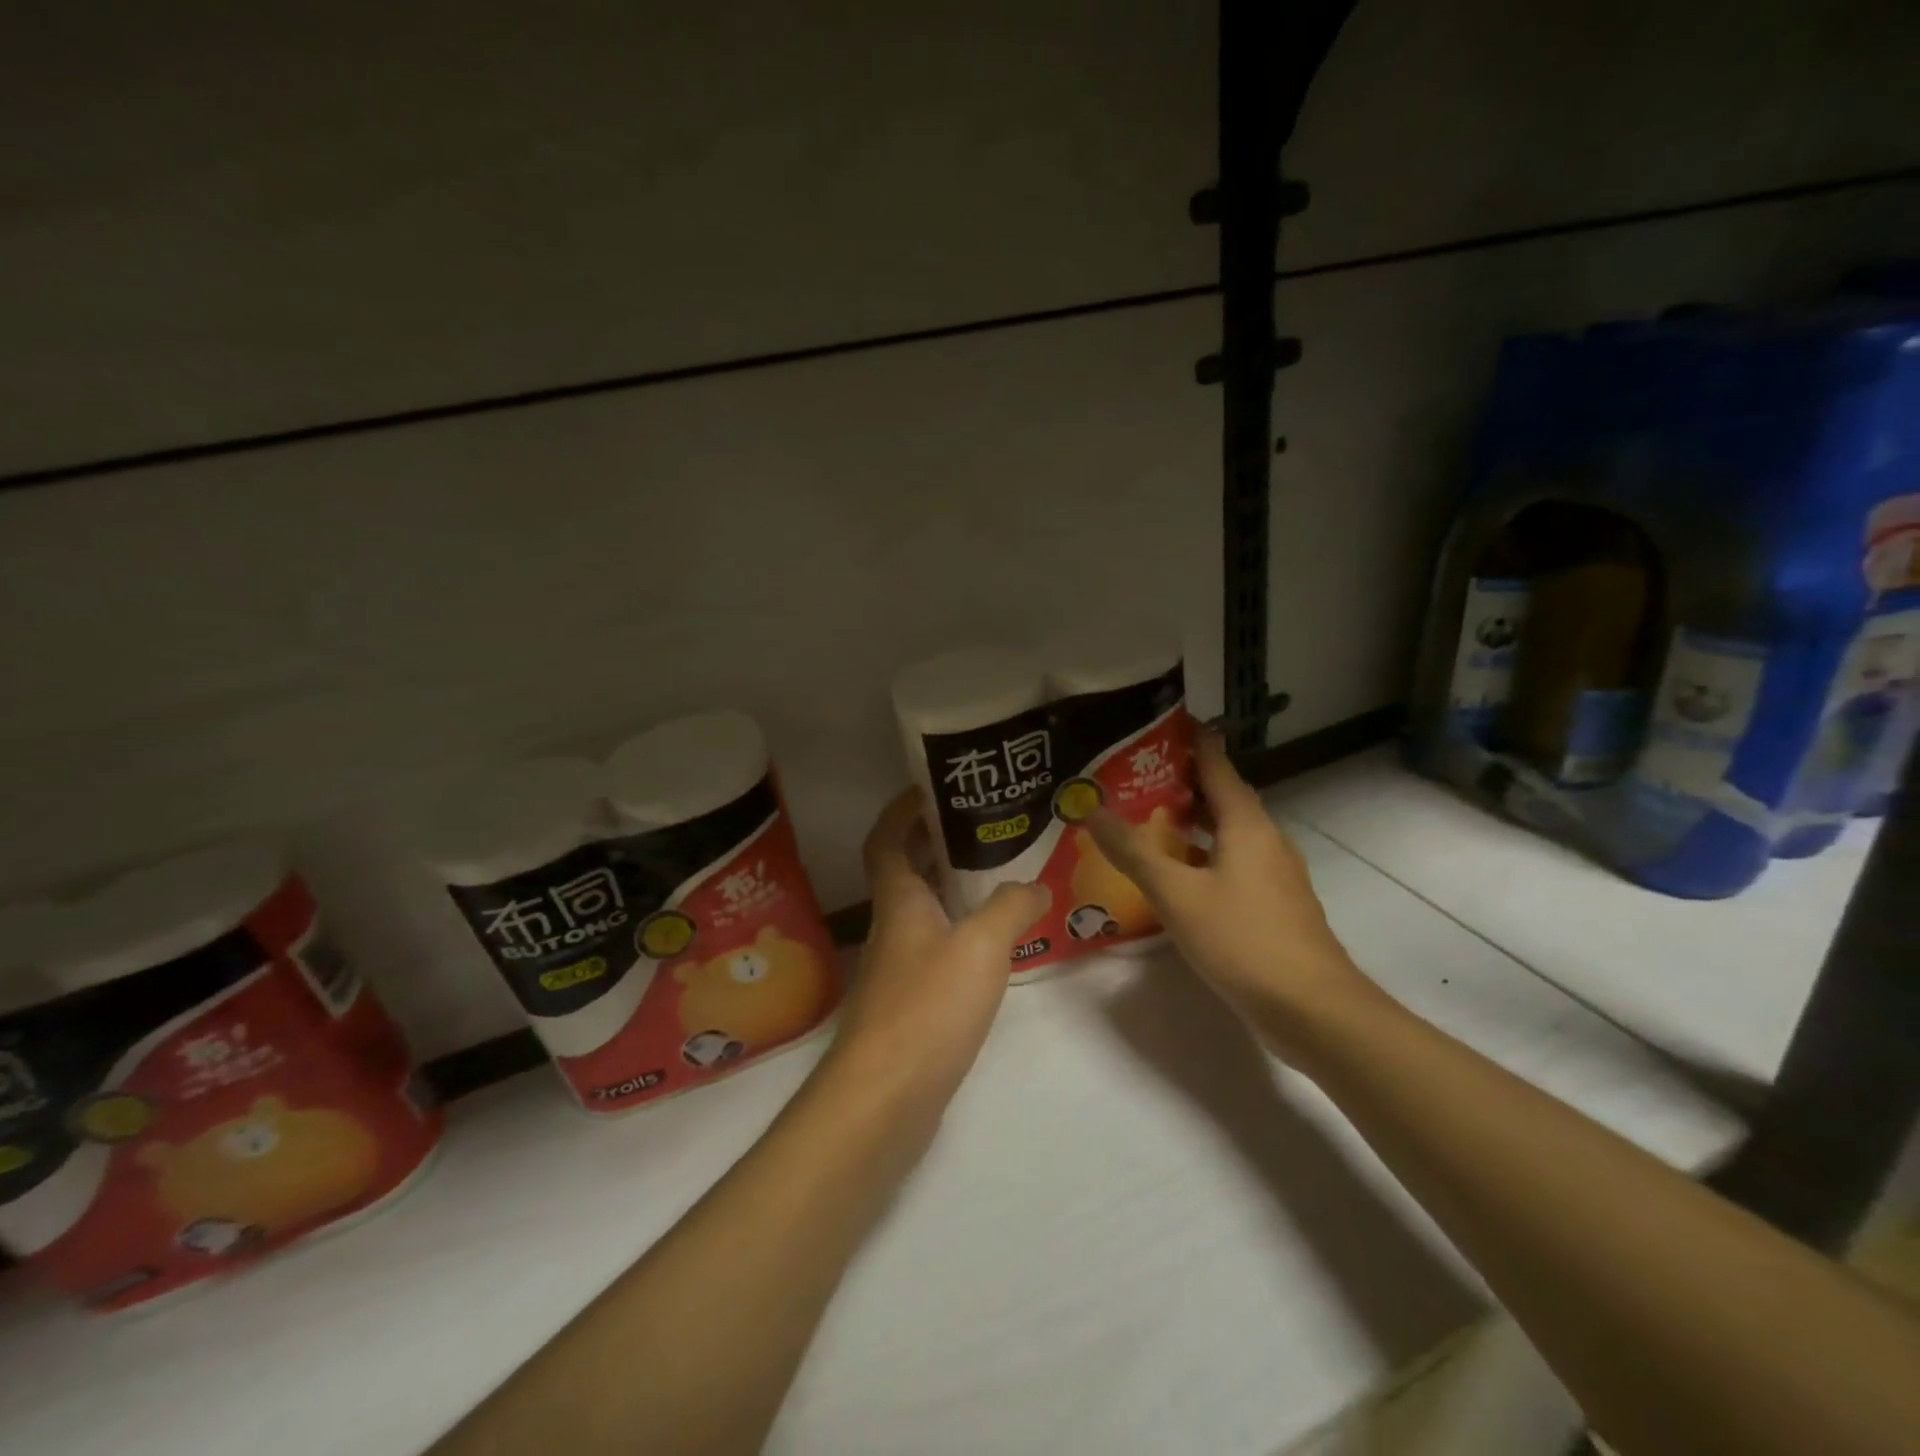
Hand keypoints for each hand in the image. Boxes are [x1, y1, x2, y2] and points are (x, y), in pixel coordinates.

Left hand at [823, 788, 1048, 1116]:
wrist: (883, 1100)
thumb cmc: (927, 1008)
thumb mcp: (980, 947)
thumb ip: (1010, 907)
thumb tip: (1036, 885)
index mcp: (899, 900)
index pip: (886, 839)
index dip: (901, 810)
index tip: (931, 789)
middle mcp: (893, 927)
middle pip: (907, 871)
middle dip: (936, 843)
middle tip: (984, 827)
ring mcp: (898, 968)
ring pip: (925, 911)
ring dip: (953, 889)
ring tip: (1000, 876)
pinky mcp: (910, 1005)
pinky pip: (937, 950)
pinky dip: (961, 934)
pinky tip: (995, 944)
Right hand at [1086, 731, 1365, 1049]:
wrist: (1312, 1009)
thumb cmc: (1243, 939)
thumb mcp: (1176, 894)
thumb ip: (1133, 851)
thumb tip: (1091, 810)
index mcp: (1246, 823)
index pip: (1216, 764)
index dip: (1190, 741)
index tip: (1159, 723)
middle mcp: (1265, 838)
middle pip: (1222, 796)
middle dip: (1181, 782)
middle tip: (1134, 775)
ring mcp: (1274, 873)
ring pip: (1228, 832)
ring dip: (1192, 821)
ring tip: (1147, 820)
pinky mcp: (1274, 904)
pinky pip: (1233, 862)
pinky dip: (1203, 855)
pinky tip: (1176, 875)